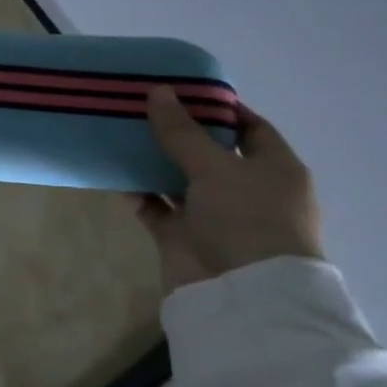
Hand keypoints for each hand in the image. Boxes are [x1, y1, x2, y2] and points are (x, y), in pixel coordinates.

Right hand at [133, 87, 324, 294]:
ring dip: (152, 162)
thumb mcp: (215, 168)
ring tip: (118, 134)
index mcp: (273, 169)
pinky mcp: (183, 236)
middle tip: (139, 108)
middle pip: (208, 153)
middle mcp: (246, 190)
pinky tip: (113, 173)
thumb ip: (181, 132)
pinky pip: (156, 207)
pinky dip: (138, 192)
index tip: (181, 91)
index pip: (250, 128)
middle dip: (177, 132)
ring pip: (178, 180)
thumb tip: (158, 91)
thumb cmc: (247, 220)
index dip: (219, 109)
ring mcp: (213, 215)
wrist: (243, 296)